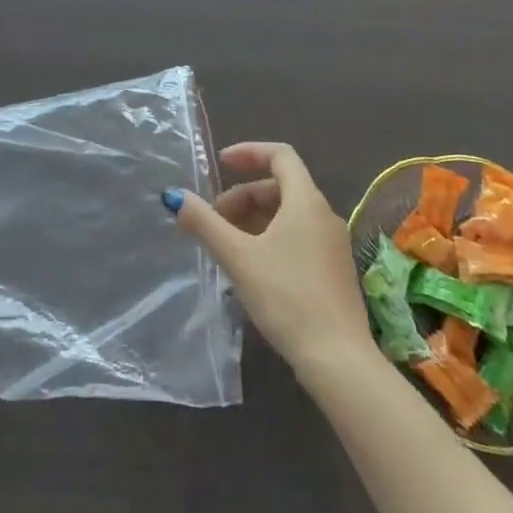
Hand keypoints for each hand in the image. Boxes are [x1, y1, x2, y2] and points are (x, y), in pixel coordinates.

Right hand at [170, 142, 370, 381]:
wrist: (338, 360)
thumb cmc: (286, 297)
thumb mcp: (237, 257)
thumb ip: (204, 223)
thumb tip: (174, 196)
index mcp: (306, 201)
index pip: (280, 155)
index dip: (249, 152)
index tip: (221, 164)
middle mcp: (324, 215)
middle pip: (281, 186)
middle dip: (244, 195)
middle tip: (216, 219)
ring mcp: (333, 244)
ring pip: (290, 214)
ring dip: (256, 218)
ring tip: (228, 244)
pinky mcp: (335, 270)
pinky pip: (300, 236)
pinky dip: (272, 237)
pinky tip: (253, 267)